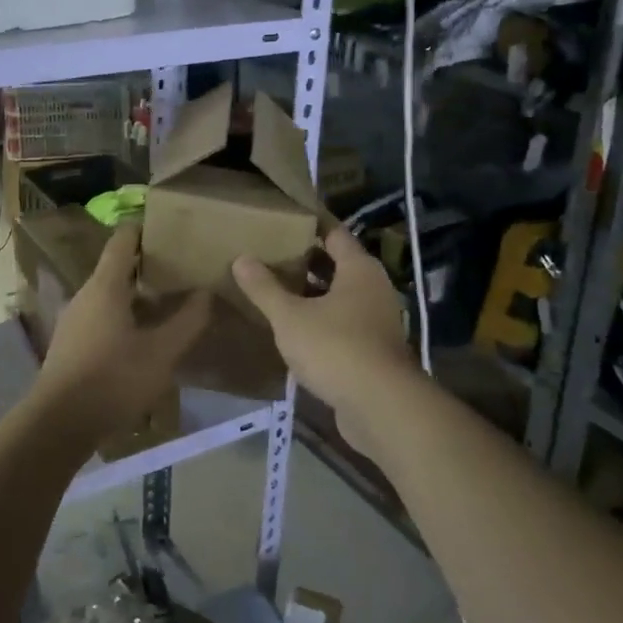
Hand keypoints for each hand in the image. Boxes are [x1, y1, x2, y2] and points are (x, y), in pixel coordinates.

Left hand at [35, 224, 210, 443]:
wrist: (58, 424)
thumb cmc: (113, 380)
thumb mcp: (161, 353)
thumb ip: (187, 321)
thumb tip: (205, 293)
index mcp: (105, 286)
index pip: (123, 240)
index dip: (145, 230)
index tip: (171, 230)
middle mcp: (85, 294)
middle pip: (116, 267)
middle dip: (148, 266)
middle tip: (181, 271)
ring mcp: (73, 319)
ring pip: (109, 294)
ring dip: (136, 294)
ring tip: (167, 304)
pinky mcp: (70, 343)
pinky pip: (100, 316)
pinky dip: (123, 315)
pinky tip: (142, 337)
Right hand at [234, 225, 413, 451]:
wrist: (380, 406)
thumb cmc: (336, 348)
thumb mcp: (290, 317)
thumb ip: (265, 288)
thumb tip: (241, 258)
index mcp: (359, 269)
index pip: (334, 233)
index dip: (310, 223)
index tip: (285, 216)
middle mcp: (373, 288)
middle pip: (337, 264)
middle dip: (306, 259)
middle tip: (270, 251)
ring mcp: (376, 320)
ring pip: (339, 296)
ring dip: (311, 292)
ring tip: (275, 287)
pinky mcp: (372, 349)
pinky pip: (342, 322)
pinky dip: (320, 319)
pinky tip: (293, 327)